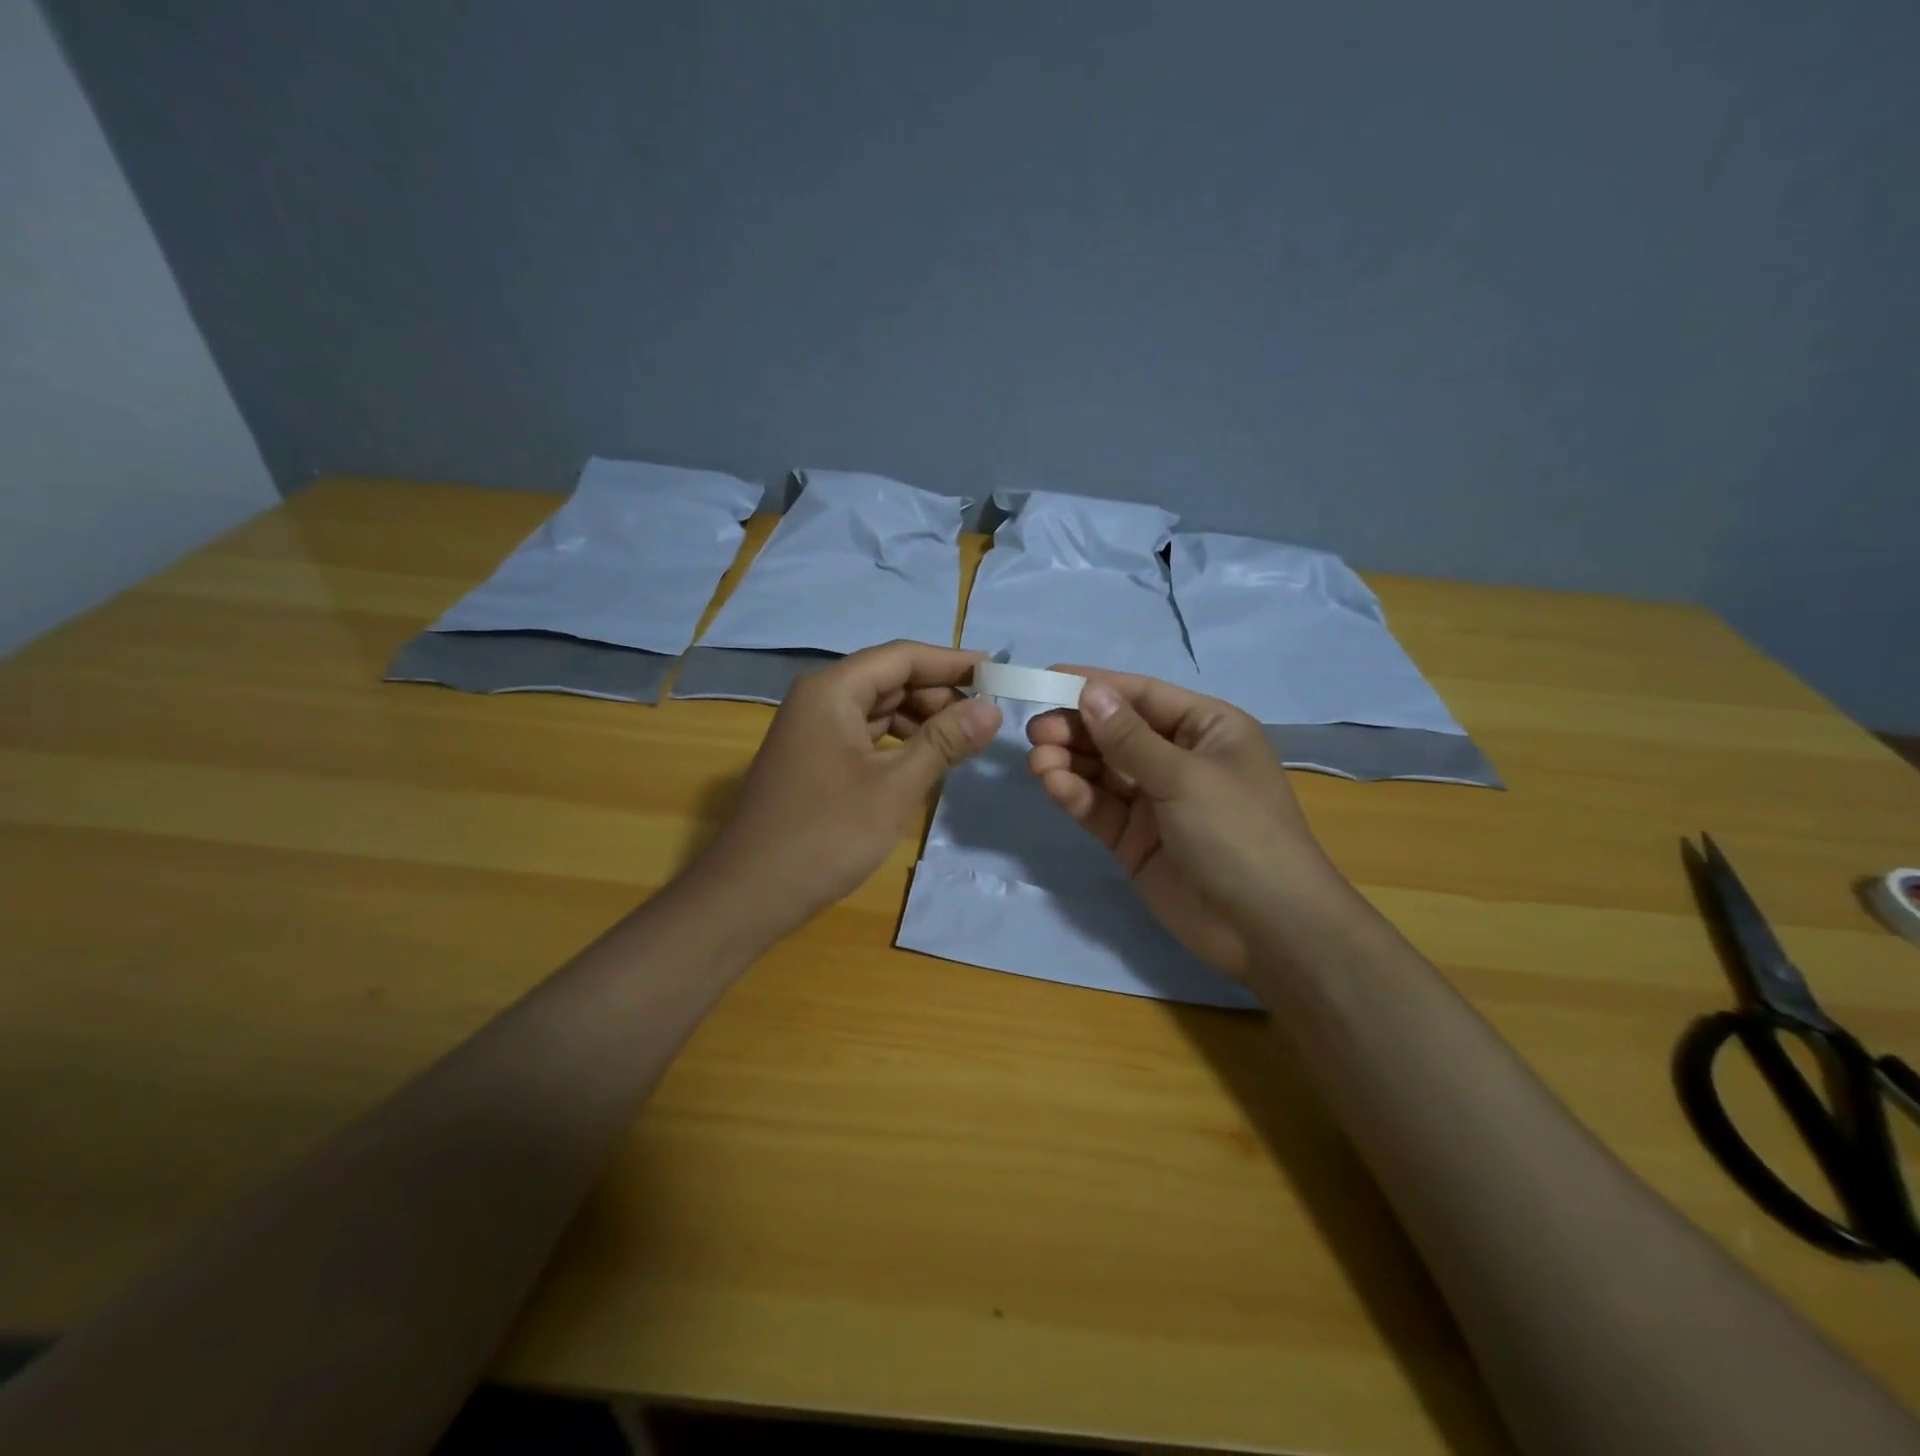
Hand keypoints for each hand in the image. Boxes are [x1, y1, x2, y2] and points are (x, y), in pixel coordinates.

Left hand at [691, 640, 1001, 941]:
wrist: (750, 893)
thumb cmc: (825, 834)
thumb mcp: (894, 787)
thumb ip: (944, 741)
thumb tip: (991, 708)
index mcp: (832, 691)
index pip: (901, 657)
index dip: (951, 662)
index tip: (997, 671)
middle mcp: (818, 699)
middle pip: (888, 679)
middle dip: (937, 694)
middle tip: (984, 718)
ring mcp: (812, 730)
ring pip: (877, 708)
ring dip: (920, 720)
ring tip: (962, 742)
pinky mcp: (813, 759)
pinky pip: (864, 735)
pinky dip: (898, 743)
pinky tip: (925, 761)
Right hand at [1026, 670, 1346, 977]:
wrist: (1267, 929)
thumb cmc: (1238, 833)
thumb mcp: (1185, 777)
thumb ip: (1130, 738)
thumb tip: (1089, 692)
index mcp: (1207, 729)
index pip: (1143, 696)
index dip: (1096, 685)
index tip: (1048, 678)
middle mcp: (1179, 758)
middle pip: (1116, 732)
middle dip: (1076, 728)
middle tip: (1036, 731)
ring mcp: (1155, 801)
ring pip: (1102, 770)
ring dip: (1069, 762)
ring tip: (1038, 761)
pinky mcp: (1134, 839)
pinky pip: (1099, 807)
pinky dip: (1075, 794)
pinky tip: (1052, 785)